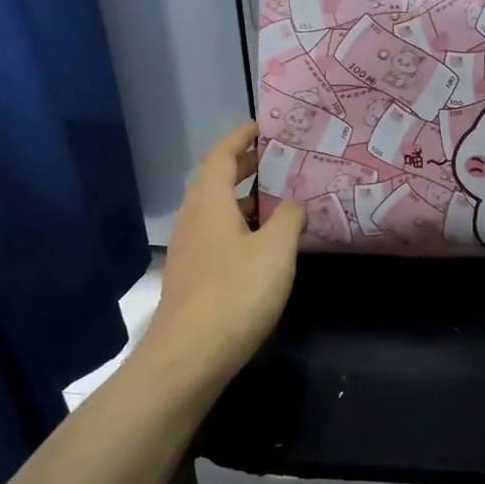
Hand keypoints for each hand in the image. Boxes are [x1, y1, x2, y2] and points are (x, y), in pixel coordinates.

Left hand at [145, 124, 304, 385]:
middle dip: (246, 167)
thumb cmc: (235, 293)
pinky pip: (220, 235)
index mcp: (209, 203)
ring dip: (246, 199)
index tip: (263, 126)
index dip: (241, 138)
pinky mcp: (194, 276)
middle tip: (280, 160)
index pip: (221, 156)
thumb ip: (289, 218)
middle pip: (216, 181)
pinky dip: (243, 226)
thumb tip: (295, 202)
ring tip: (281, 198)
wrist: (189, 357)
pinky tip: (267, 244)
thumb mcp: (275, 250)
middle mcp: (194, 220)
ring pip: (218, 211)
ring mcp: (191, 250)